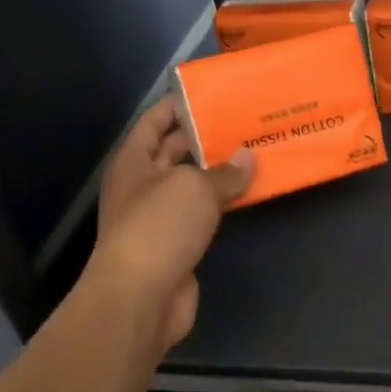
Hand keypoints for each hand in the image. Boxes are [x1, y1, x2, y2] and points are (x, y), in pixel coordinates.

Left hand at [87, 98, 252, 353]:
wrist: (142, 298)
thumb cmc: (159, 228)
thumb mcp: (194, 188)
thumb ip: (224, 172)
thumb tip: (247, 158)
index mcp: (134, 161)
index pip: (154, 121)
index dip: (179, 104)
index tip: (214, 94)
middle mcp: (143, 185)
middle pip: (174, 151)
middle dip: (206, 137)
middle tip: (245, 121)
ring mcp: (159, 216)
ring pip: (192, 184)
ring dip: (219, 171)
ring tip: (256, 151)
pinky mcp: (177, 243)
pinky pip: (203, 213)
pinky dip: (224, 202)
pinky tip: (250, 192)